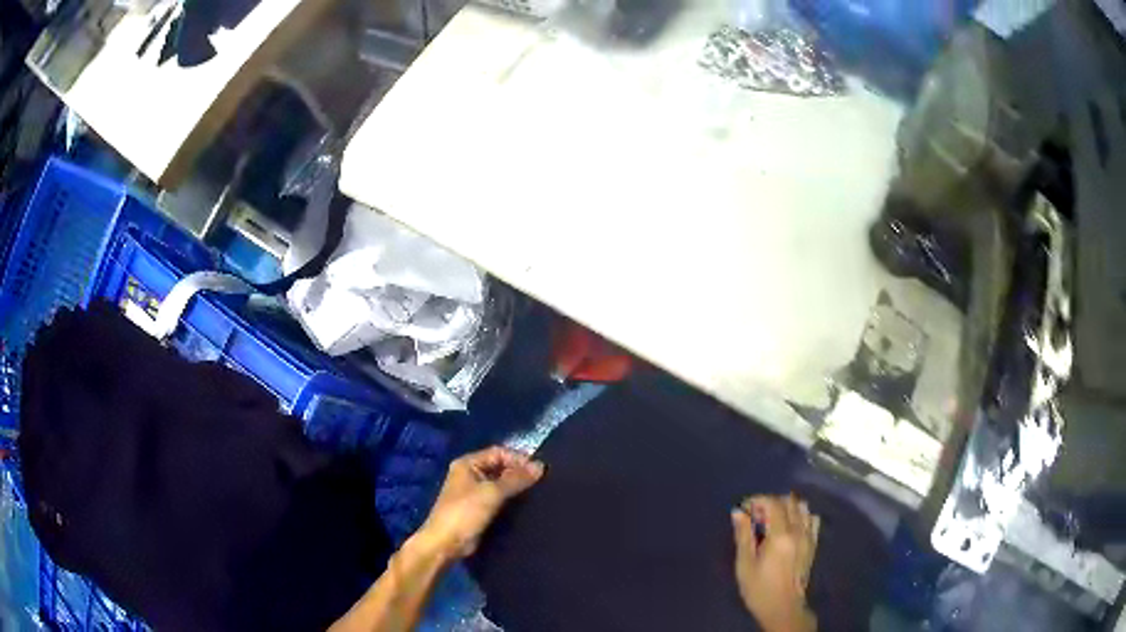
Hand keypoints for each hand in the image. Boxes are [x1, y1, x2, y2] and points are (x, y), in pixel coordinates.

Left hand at [418, 446, 544, 561]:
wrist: (446, 543)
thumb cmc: (465, 513)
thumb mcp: (492, 493)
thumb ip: (516, 479)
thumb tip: (541, 466)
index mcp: (467, 464)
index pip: (498, 452)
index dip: (518, 459)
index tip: (539, 470)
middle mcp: (470, 474)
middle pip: (500, 467)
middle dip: (519, 473)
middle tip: (542, 482)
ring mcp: (473, 492)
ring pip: (501, 484)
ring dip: (517, 487)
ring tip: (539, 493)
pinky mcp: (479, 509)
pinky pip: (499, 499)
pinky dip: (512, 500)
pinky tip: (527, 505)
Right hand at [731, 495, 819, 631]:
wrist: (783, 607)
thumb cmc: (759, 588)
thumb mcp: (745, 564)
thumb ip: (743, 535)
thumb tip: (738, 512)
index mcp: (780, 535)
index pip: (773, 503)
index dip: (758, 500)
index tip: (744, 508)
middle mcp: (798, 531)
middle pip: (789, 501)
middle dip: (771, 502)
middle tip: (755, 517)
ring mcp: (809, 536)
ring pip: (802, 507)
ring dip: (786, 507)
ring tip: (772, 521)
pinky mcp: (813, 543)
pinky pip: (812, 519)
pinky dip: (801, 516)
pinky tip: (790, 527)